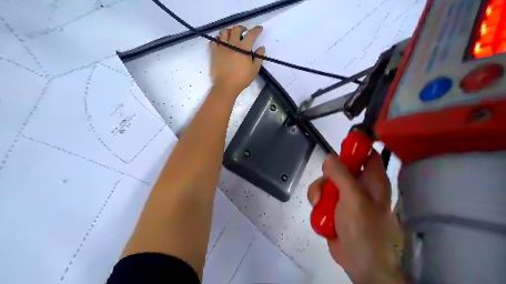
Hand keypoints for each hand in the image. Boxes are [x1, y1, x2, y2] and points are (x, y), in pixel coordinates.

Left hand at [210, 26, 264, 94]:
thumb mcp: (254, 70)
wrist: (226, 86)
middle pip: (236, 29)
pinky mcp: (214, 52)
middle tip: (244, 32)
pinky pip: (214, 40)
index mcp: (243, 48)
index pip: (251, 34)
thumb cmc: (241, 79)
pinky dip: (218, 39)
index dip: (256, 30)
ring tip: (232, 35)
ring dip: (230, 31)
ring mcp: (221, 47)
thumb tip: (261, 48)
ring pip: (224, 32)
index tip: (259, 29)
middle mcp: (232, 44)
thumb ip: (259, 57)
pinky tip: (221, 42)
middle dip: (242, 28)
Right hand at [306, 152, 406, 282]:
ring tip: (320, 204)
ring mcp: (345, 197)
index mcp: (372, 180)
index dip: (354, 148)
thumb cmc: (364, 229)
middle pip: (339, 167)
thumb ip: (342, 175)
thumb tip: (330, 156)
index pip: (367, 154)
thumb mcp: (354, 199)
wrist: (360, 263)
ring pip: (326, 182)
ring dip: (319, 191)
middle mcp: (359, 185)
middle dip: (327, 175)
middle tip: (326, 187)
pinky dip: (317, 203)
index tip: (338, 151)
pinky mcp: (334, 207)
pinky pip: (321, 196)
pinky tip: (319, 212)